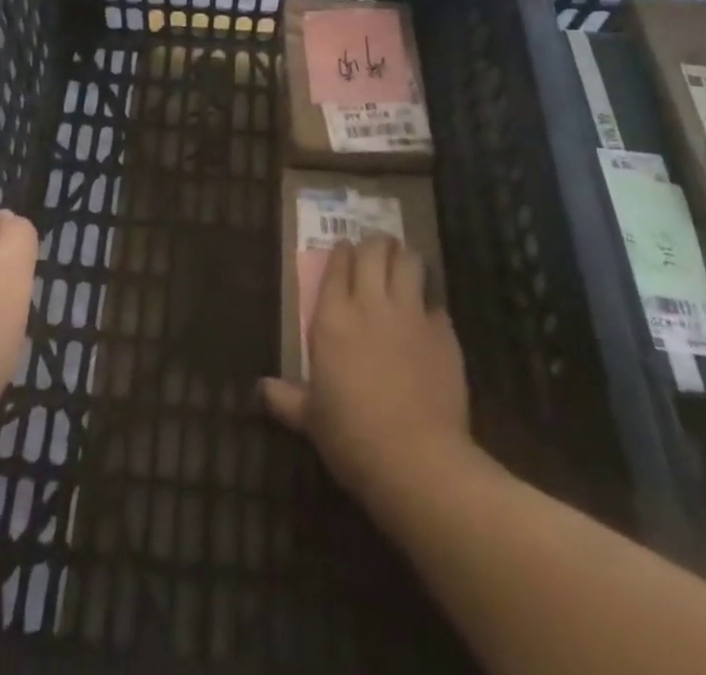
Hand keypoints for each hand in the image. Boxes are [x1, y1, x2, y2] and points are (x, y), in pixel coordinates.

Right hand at [260, 237, 476, 501]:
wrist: (418, 461)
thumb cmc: (352, 437)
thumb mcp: (311, 419)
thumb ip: (288, 398)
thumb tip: (261, 390)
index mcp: (333, 317)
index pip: (337, 265)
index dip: (341, 252)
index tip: (343, 249)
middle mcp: (370, 304)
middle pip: (374, 251)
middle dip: (374, 245)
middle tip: (374, 251)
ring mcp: (411, 315)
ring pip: (410, 263)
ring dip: (404, 258)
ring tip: (402, 263)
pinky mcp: (444, 334)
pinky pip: (436, 304)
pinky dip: (430, 305)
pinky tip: (428, 317)